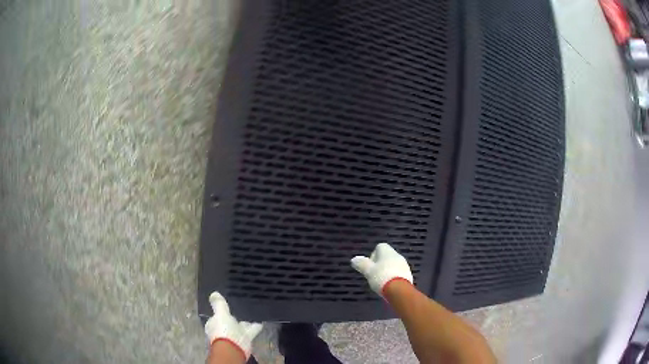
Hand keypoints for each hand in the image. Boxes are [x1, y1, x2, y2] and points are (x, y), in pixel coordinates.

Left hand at [204, 291, 262, 360]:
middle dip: (233, 317)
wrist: (234, 347)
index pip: (216, 317)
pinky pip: (251, 329)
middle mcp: (223, 330)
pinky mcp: (246, 338)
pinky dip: (256, 325)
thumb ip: (219, 304)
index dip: (220, 312)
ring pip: (240, 326)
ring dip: (245, 321)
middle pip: (229, 322)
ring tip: (252, 312)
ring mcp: (235, 335)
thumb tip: (213, 293)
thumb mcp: (220, 314)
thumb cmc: (223, 330)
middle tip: (240, 308)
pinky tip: (261, 320)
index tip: (225, 306)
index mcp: (214, 324)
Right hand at [351, 243, 413, 296]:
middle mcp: (397, 255)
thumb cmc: (382, 277)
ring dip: (387, 270)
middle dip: (380, 264)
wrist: (399, 290)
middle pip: (387, 256)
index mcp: (387, 252)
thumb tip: (354, 259)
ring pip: (393, 264)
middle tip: (373, 274)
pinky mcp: (408, 274)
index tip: (369, 265)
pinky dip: (393, 277)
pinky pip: (398, 273)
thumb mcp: (368, 271)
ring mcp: (404, 265)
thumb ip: (361, 264)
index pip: (380, 246)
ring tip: (380, 281)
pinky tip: (388, 285)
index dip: (373, 255)